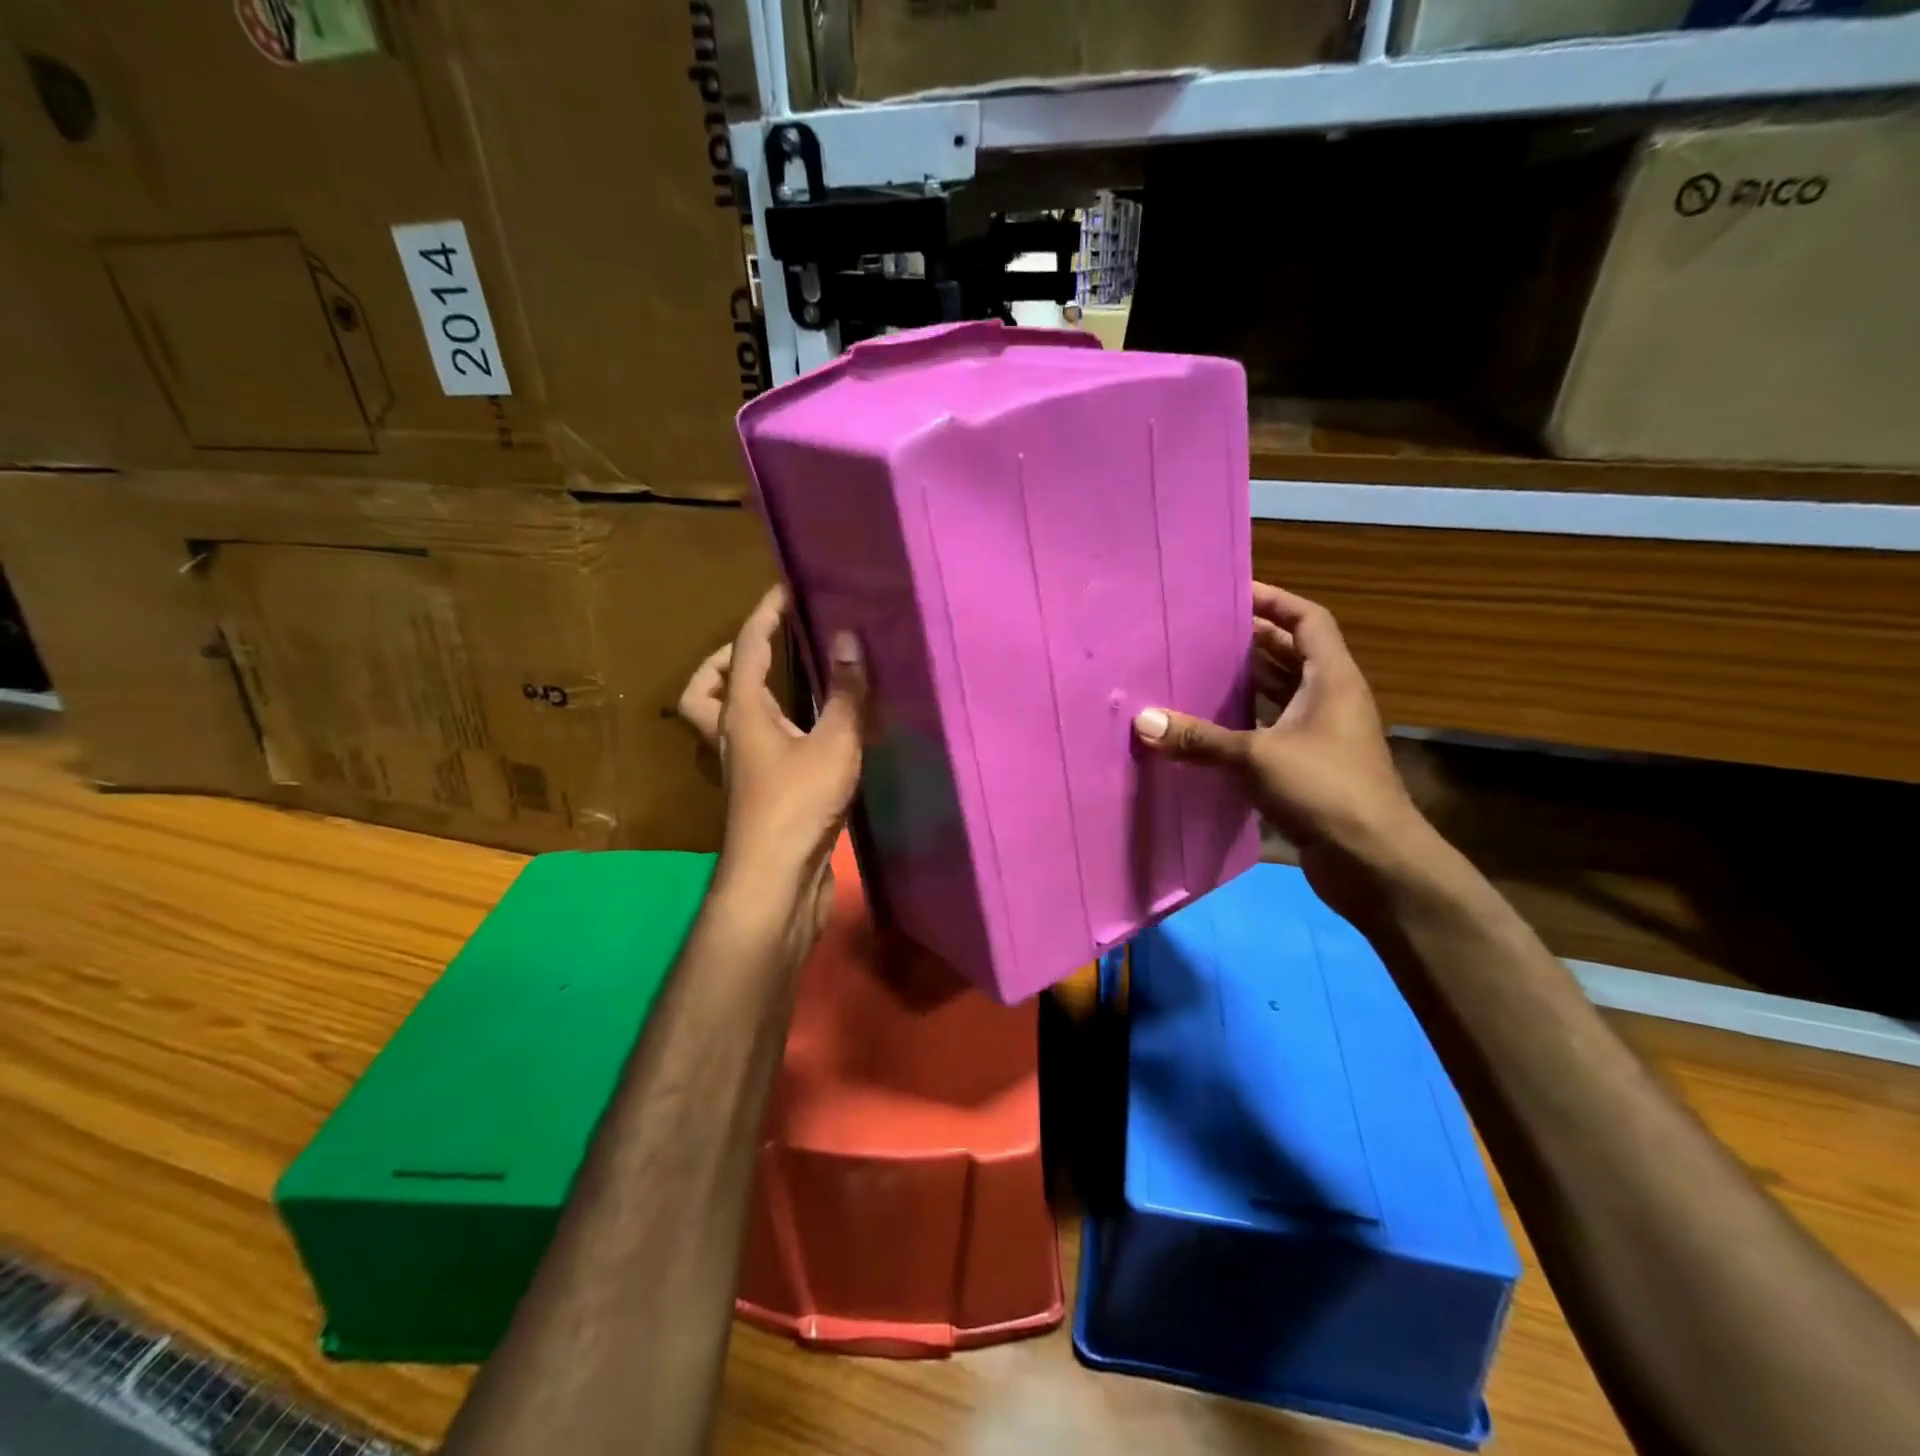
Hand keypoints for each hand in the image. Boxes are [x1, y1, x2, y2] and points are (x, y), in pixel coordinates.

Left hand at [677, 586, 866, 961]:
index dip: (765, 613)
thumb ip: (845, 691)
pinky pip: (751, 743)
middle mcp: (732, 735)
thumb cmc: (799, 804)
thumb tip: (849, 638)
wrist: (777, 879)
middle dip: (724, 660)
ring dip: (740, 694)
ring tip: (784, 684)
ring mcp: (742, 767)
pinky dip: (768, 725)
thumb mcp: (834, 742)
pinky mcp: (758, 792)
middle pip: (704, 689)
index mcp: (743, 713)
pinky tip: (806, 731)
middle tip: (762, 646)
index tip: (785, 588)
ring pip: (723, 719)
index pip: (746, 648)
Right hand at [1132, 583, 1428, 900]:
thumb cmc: (1325, 790)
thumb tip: (1143, 722)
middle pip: (1292, 655)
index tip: (1234, 592)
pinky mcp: (1311, 769)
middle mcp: (1330, 700)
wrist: (1373, 861)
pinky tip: (1210, 730)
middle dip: (1251, 641)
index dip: (1275, 600)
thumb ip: (1200, 739)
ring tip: (1198, 672)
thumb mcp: (1257, 757)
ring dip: (1247, 683)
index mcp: (1331, 679)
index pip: (1308, 620)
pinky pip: (1273, 731)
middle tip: (1202, 633)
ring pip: (1282, 695)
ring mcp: (1323, 736)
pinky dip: (1245, 724)